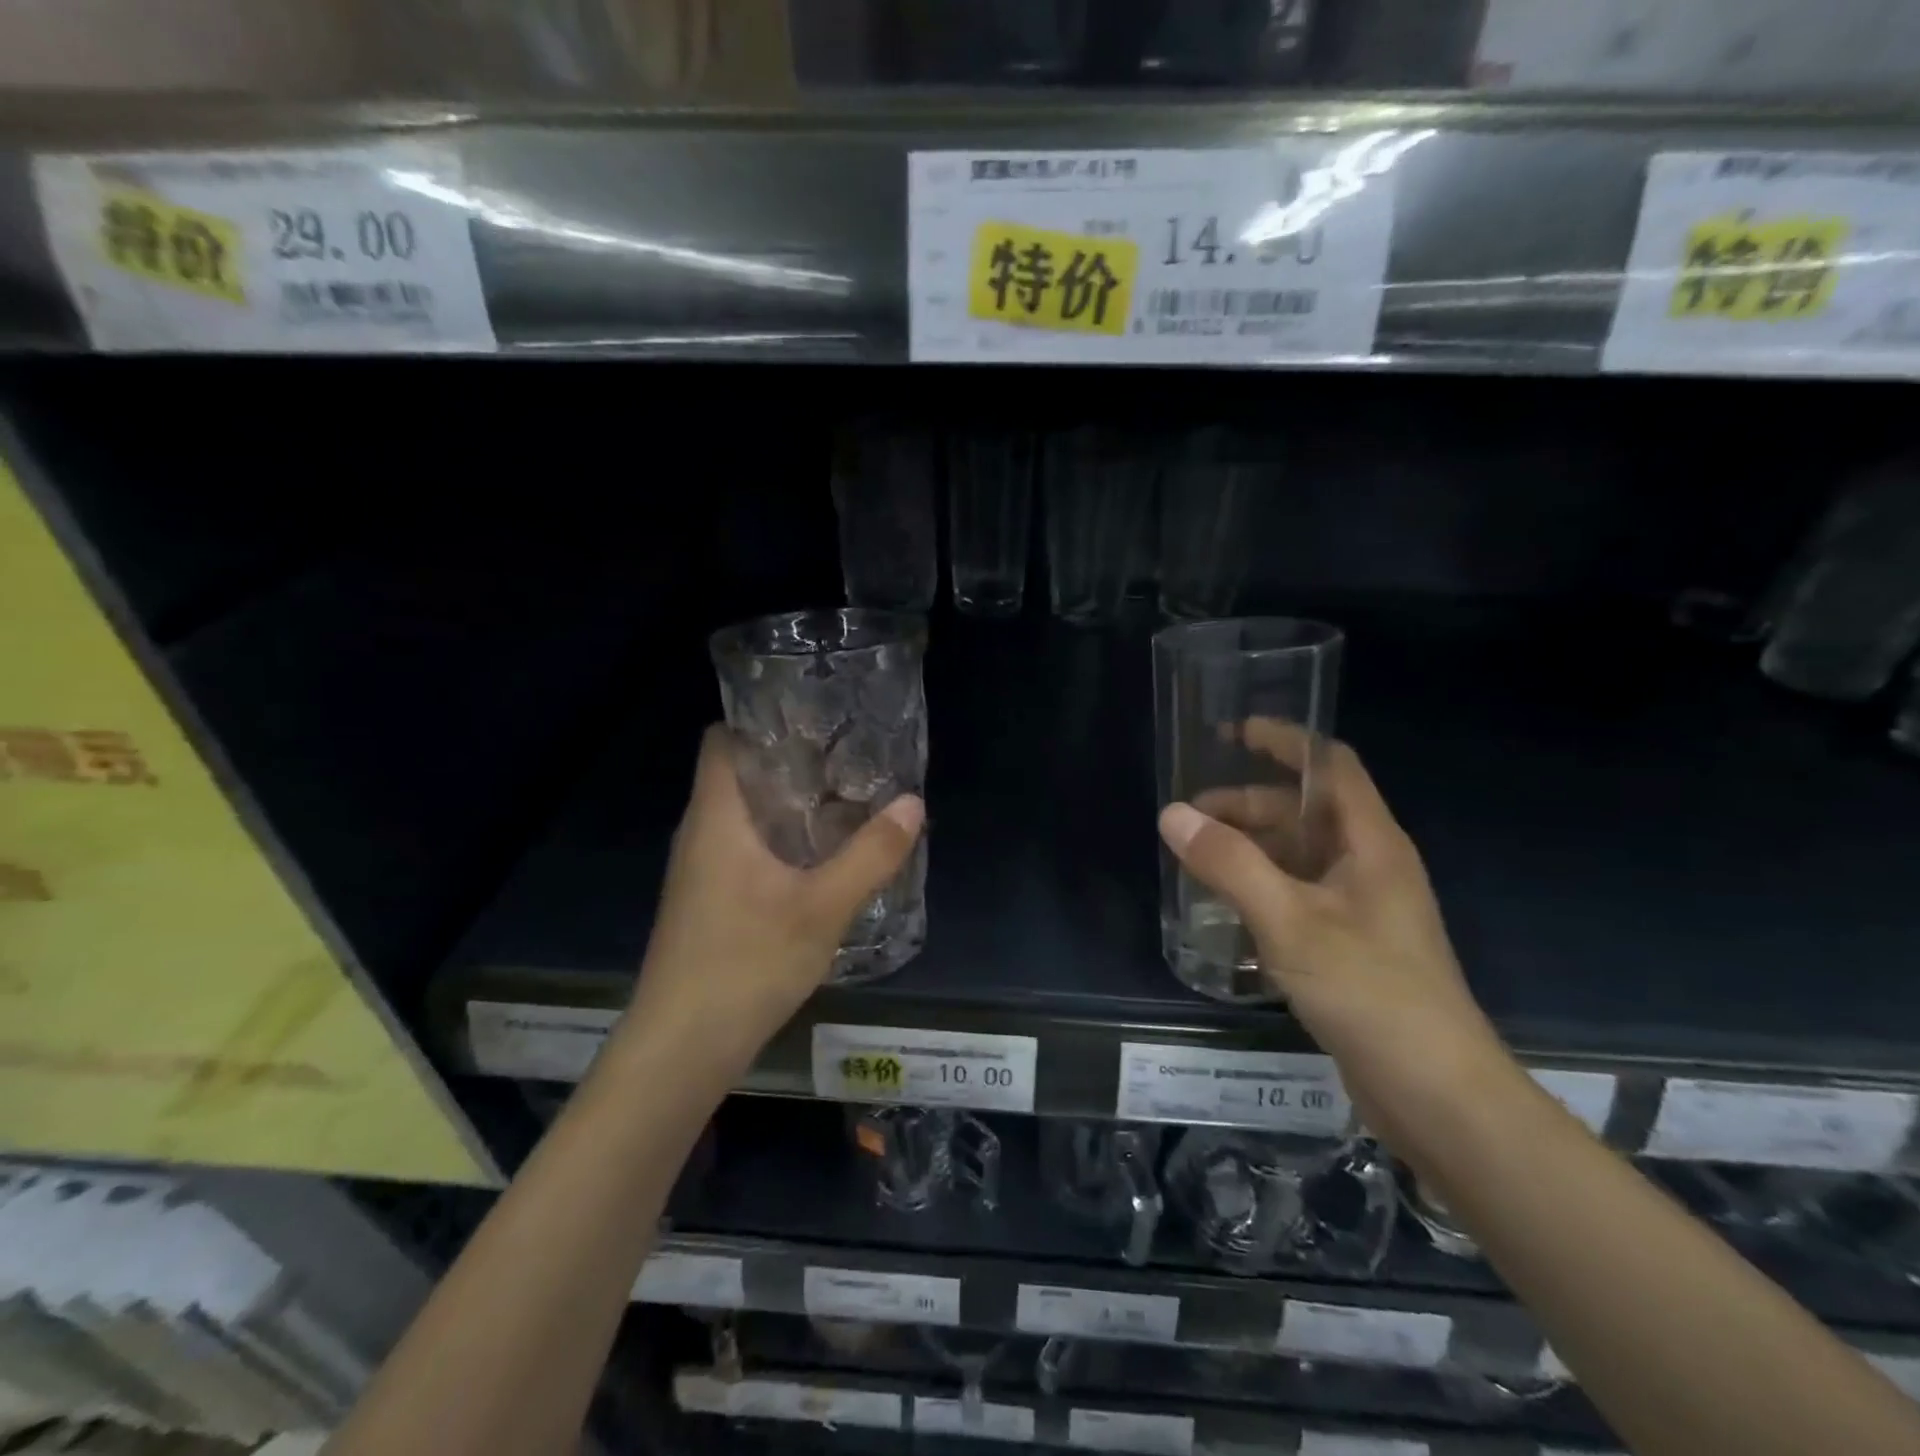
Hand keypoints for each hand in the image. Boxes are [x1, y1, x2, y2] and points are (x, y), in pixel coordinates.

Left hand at [620, 725, 923, 1071]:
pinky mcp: (705, 901)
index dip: (762, 720)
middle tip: (847, 759)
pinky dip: (778, 842)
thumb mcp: (823, 908)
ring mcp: (699, 870)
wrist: (680, 1048)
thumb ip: (871, 855)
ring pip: (743, 816)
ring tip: (843, 802)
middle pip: (738, 774)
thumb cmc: (746, 963)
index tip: (815, 719)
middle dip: (790, 763)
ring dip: (787, 806)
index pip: (722, 739)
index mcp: (717, 816)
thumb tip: (912, 803)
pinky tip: (817, 861)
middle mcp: (700, 833)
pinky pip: (742, 849)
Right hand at [1158, 730, 1509, 1145]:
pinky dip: (1260, 888)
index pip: (1330, 765)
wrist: (1438, 1094)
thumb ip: (1229, 864)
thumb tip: (1173, 815)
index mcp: (1370, 844)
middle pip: (1304, 813)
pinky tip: (1225, 907)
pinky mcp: (1351, 946)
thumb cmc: (1370, 991)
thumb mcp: (1289, 921)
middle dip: (1247, 806)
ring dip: (1249, 850)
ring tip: (1195, 859)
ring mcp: (1362, 909)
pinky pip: (1297, 896)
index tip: (1233, 733)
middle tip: (1188, 819)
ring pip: (1298, 857)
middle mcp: (1370, 866)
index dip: (1285, 740)